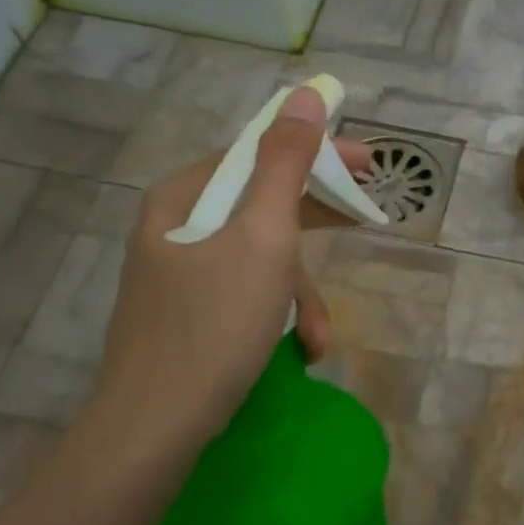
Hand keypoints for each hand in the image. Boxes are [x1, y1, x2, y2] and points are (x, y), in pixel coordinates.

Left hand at [86, 85, 369, 457]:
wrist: (154, 428)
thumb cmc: (214, 325)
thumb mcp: (263, 238)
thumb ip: (286, 164)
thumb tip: (305, 95)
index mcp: (183, 196)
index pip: (259, 153)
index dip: (318, 154)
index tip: (369, 166)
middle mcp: (176, 226)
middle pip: (262, 204)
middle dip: (316, 227)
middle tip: (366, 222)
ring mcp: (179, 273)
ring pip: (259, 258)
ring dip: (300, 293)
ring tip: (318, 337)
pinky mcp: (187, 314)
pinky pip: (245, 294)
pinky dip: (277, 316)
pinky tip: (298, 350)